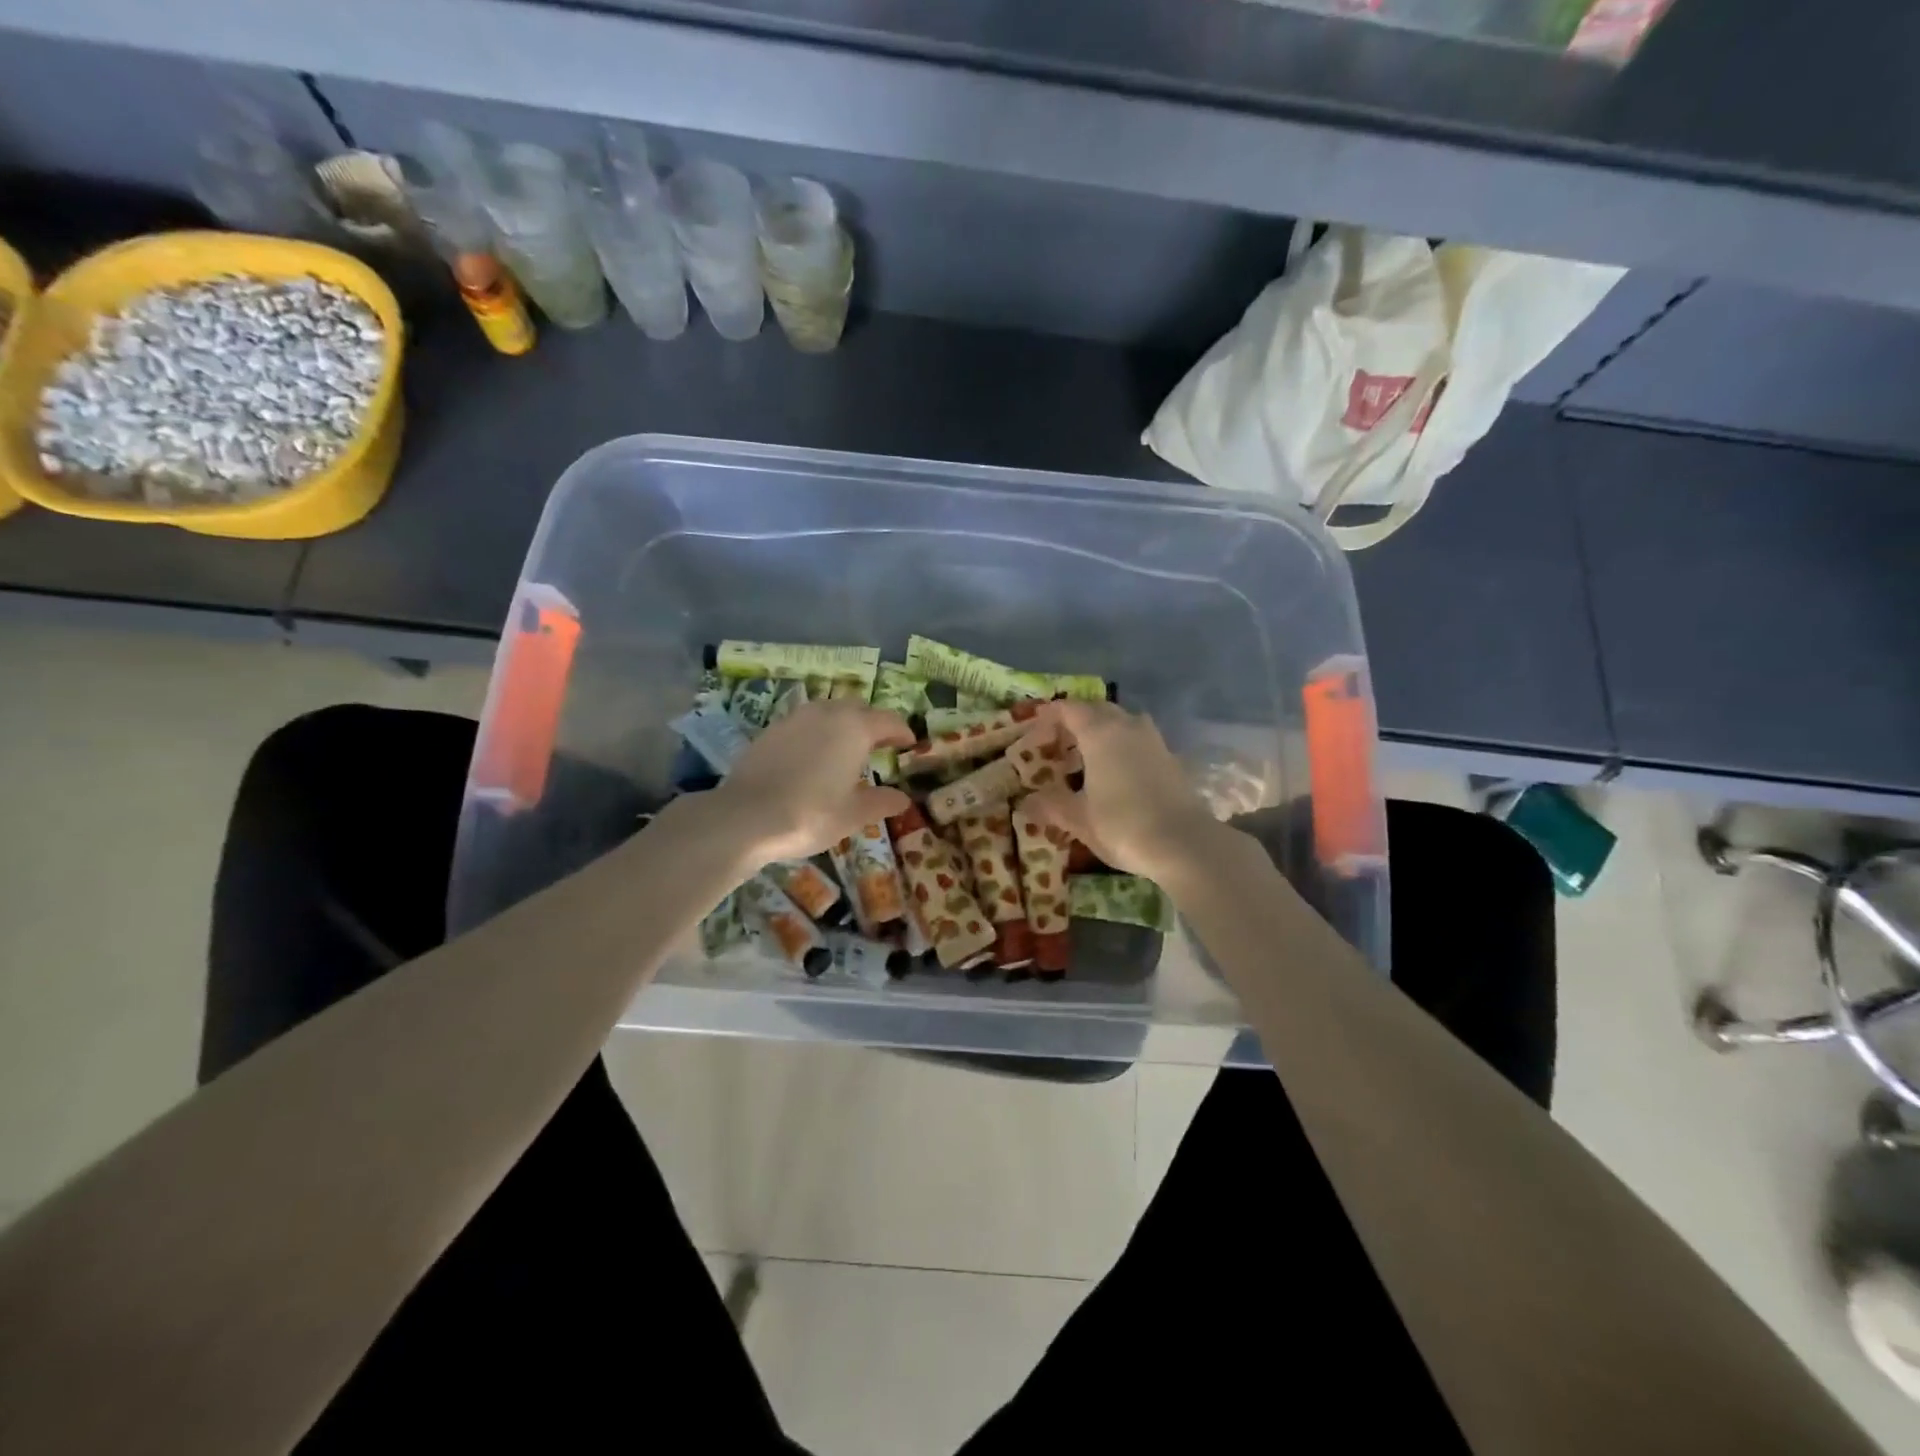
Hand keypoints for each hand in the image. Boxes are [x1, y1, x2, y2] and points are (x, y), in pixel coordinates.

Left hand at [710, 701, 913, 862]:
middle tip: (880, 744)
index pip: (889, 721)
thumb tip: (903, 799)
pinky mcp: (771, 730)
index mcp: (855, 729)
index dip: (902, 732)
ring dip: (842, 723)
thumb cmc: (810, 814)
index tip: (909, 744)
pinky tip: (813, 756)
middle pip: (858, 708)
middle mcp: (827, 713)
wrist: (746, 816)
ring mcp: (795, 718)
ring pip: (828, 711)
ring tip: (845, 748)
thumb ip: (881, 802)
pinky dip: (816, 733)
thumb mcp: (853, 814)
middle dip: (872, 723)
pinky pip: (804, 723)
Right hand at [1022, 701, 1219, 880]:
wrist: (1184, 843)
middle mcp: (1127, 726)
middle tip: (1058, 742)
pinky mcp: (1170, 758)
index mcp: (1099, 732)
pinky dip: (1122, 747)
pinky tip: (1115, 772)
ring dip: (1103, 731)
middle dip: (1076, 720)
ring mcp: (1153, 740)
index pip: (1069, 709)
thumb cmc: (1122, 824)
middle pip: (1097, 710)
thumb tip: (1028, 802)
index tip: (1035, 727)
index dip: (1049, 715)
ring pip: (1122, 723)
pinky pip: (1138, 740)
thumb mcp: (1078, 818)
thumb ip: (1051, 805)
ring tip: (1087, 755)